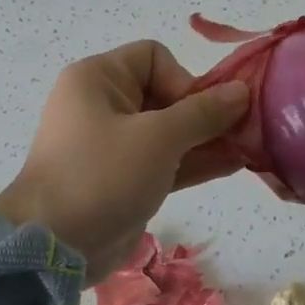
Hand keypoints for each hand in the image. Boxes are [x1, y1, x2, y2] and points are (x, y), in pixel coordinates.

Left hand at [0, 40, 248, 278]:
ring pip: (169, 131)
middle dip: (204, 112)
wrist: (55, 248)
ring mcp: (113, 145)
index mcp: (98, 79)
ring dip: (206, 138)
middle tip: (241, 131)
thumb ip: (204, 113)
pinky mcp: (124, 179)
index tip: (197, 113)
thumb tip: (242, 91)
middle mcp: (104, 105)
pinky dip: (194, 161)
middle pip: (166, 94)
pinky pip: (165, 160)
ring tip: (249, 147)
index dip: (182, 79)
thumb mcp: (159, 138)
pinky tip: (234, 164)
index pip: (153, 57)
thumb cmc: (103, 175)